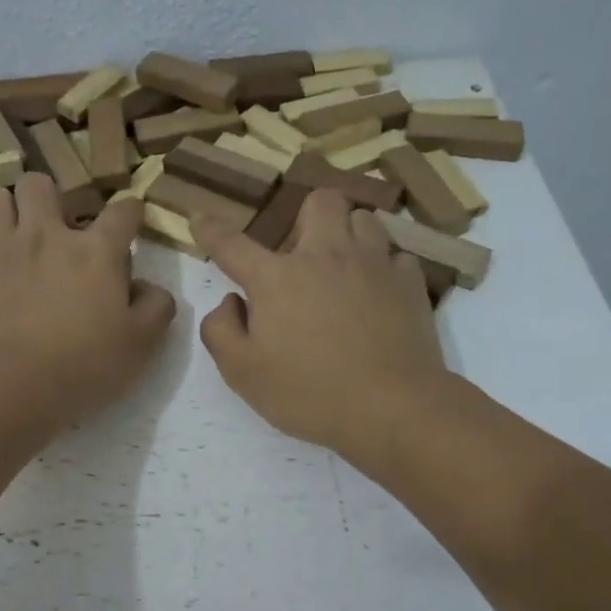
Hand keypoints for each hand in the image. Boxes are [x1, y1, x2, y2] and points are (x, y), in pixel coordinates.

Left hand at [0, 174, 175, 424]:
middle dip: (49, 198)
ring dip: (4, 209)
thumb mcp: (140, 345)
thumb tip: (151, 288)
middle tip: (54, 227)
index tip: (131, 221)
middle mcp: (46, 235)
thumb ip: (155, 309)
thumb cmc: (83, 365)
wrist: (10, 385)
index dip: (131, 212)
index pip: (122, 211)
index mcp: (96, 250)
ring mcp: (1, 248)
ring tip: (12, 233)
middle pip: (40, 184)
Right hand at [194, 190, 445, 456]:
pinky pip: (395, 256)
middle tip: (301, 255)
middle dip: (305, 218)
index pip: (233, 244)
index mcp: (277, 278)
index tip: (199, 217)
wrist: (392, 408)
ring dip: (348, 235)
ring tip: (343, 269)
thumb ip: (221, 331)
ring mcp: (374, 264)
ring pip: (363, 219)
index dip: (211, 229)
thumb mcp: (242, 373)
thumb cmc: (308, 393)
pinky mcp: (410, 282)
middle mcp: (326, 255)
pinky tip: (378, 295)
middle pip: (319, 202)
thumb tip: (231, 301)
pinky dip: (383, 269)